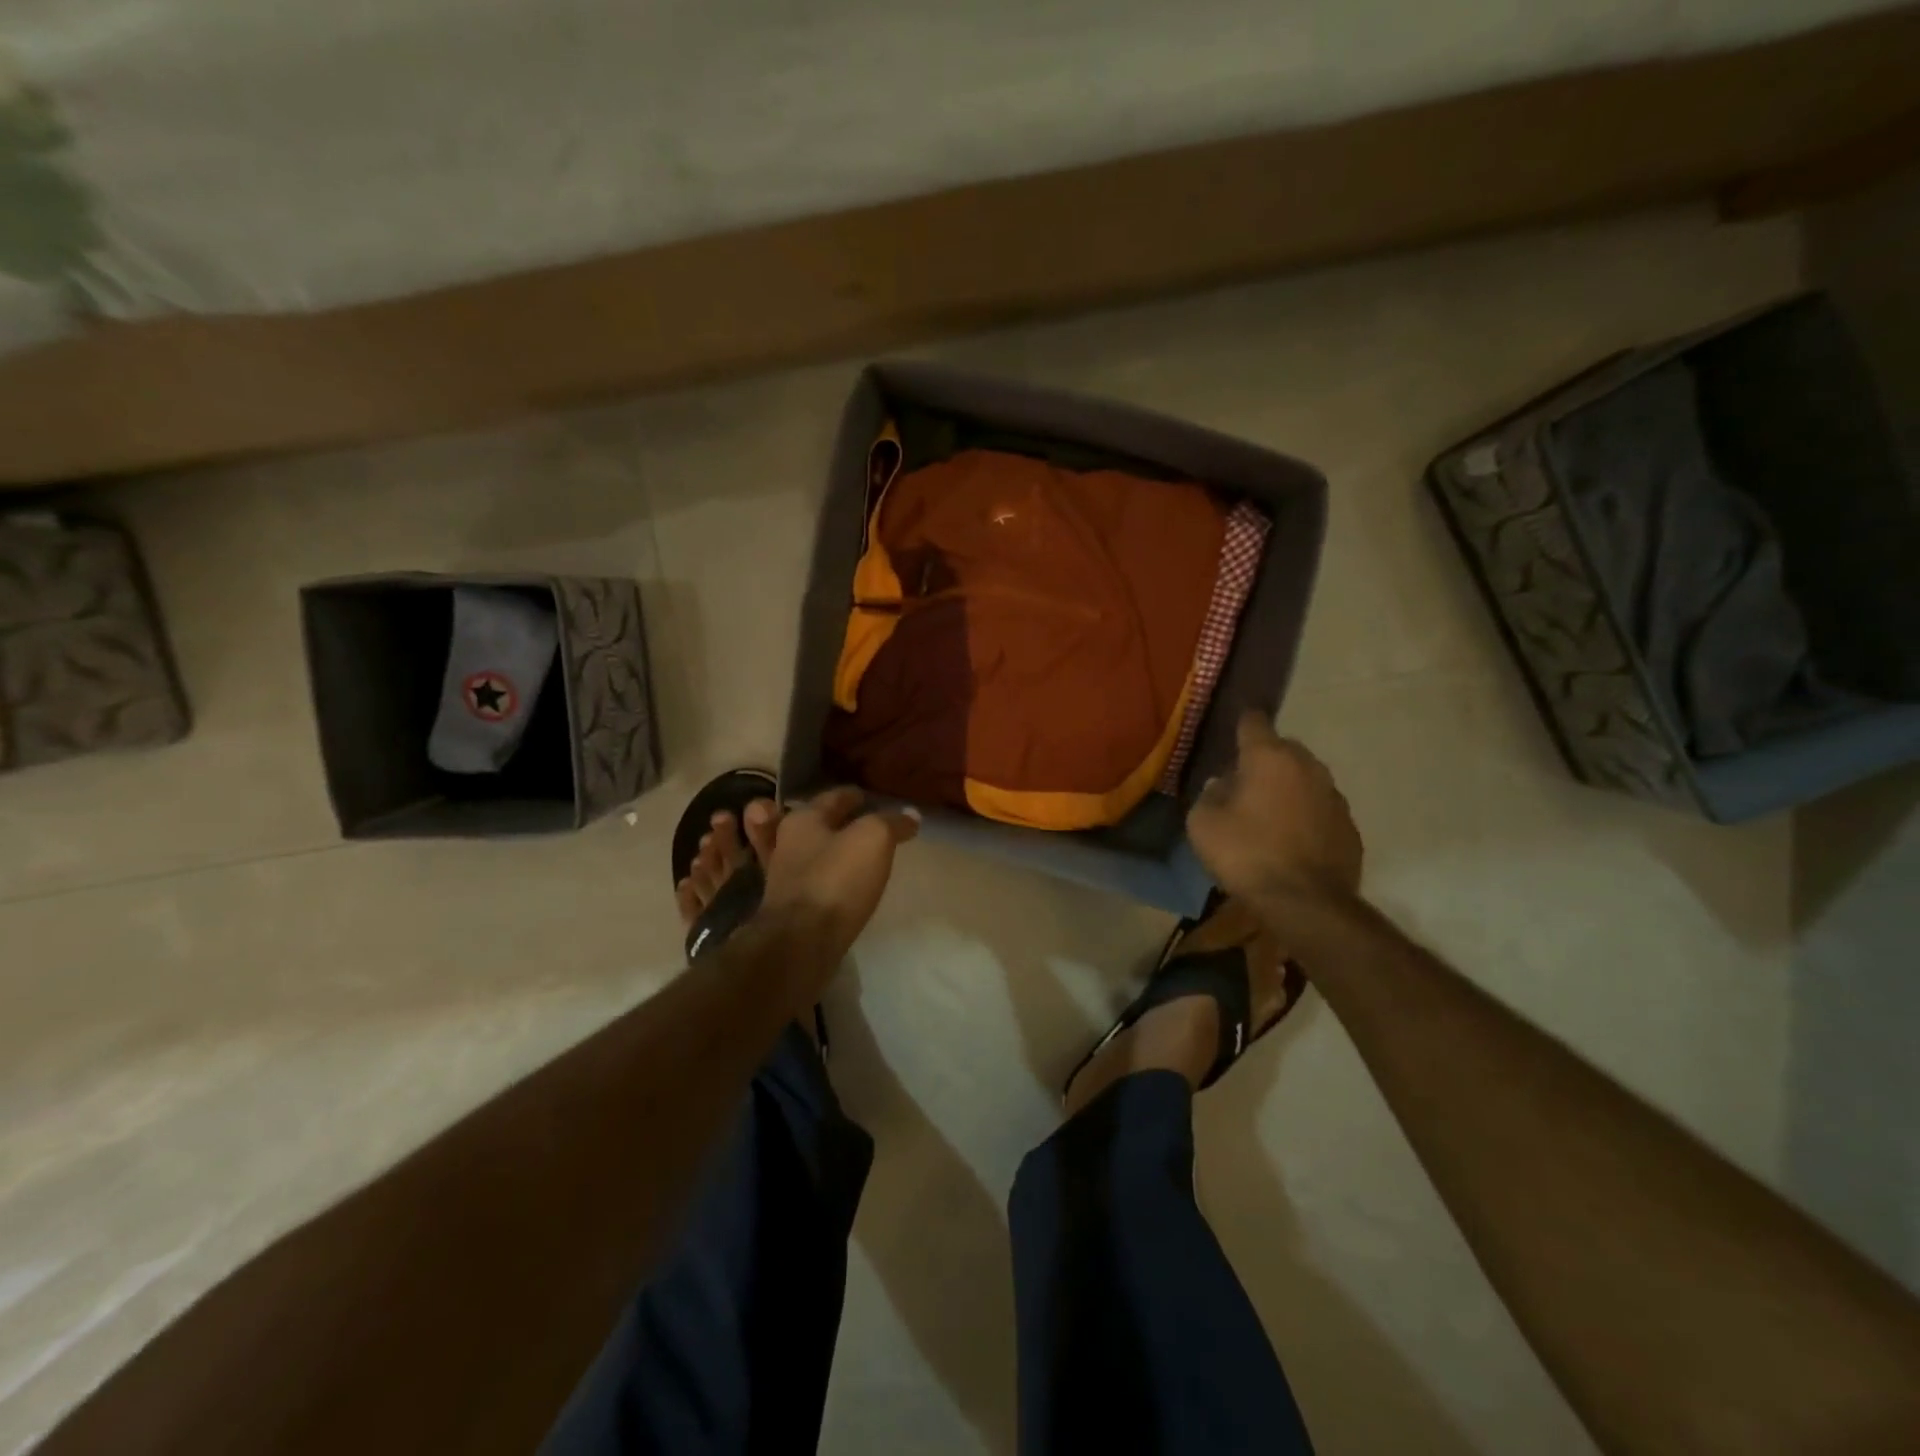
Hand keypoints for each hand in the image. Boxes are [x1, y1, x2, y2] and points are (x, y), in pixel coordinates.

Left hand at [751, 788, 918, 973]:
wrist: (801, 943)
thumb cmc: (836, 879)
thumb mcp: (873, 838)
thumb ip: (892, 823)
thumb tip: (911, 815)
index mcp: (802, 819)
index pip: (832, 797)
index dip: (853, 795)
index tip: (868, 796)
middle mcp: (786, 844)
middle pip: (815, 824)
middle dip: (834, 821)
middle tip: (862, 823)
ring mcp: (784, 878)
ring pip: (809, 854)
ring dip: (828, 851)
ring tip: (853, 854)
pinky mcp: (790, 909)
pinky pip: (812, 884)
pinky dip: (827, 878)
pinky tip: (842, 885)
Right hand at [1187, 712, 1362, 908]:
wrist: (1306, 903)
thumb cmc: (1246, 854)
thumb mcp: (1203, 823)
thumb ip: (1210, 794)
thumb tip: (1222, 785)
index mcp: (1269, 757)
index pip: (1254, 721)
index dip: (1240, 724)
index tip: (1231, 733)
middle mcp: (1307, 766)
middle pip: (1283, 749)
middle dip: (1264, 760)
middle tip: (1243, 784)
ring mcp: (1334, 796)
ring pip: (1305, 779)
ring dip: (1287, 788)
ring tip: (1268, 816)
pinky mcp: (1349, 826)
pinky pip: (1320, 809)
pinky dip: (1305, 816)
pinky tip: (1291, 841)